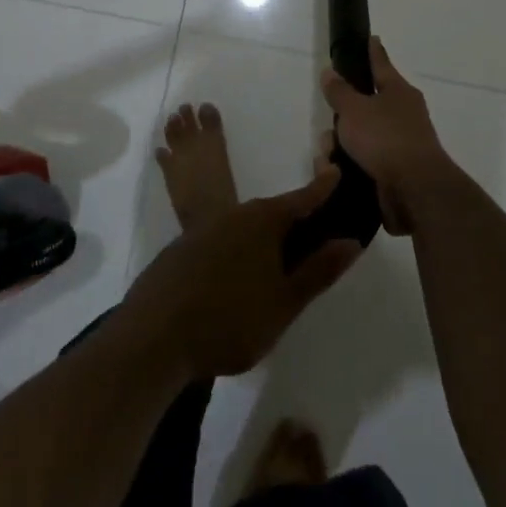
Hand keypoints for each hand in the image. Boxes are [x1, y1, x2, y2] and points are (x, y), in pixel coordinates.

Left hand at [121, 168, 361, 378]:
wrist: (154, 335)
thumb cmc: (229, 319)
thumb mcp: (284, 302)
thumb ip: (318, 271)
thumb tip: (351, 242)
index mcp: (263, 221)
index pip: (302, 199)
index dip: (322, 189)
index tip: (335, 171)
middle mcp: (233, 214)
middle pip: (271, 212)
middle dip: (292, 220)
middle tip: (311, 236)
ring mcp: (202, 229)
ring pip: (243, 227)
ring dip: (261, 240)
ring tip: (273, 265)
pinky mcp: (181, 249)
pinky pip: (219, 241)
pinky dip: (234, 252)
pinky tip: (234, 281)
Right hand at [320, 37, 454, 235]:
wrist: (415, 191)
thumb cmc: (385, 139)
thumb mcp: (354, 109)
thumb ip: (339, 91)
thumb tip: (330, 71)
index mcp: (398, 92)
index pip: (381, 63)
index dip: (372, 51)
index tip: (371, 38)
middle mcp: (403, 115)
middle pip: (365, 105)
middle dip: (342, 115)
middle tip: (329, 122)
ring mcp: (400, 144)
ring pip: (360, 136)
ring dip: (341, 145)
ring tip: (328, 159)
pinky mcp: (393, 172)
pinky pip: (363, 161)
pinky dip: (348, 166)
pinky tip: (335, 174)